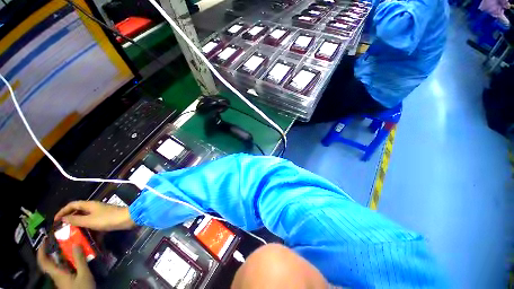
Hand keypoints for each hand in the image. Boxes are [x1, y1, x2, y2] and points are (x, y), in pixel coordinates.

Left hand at [37, 240, 94, 288]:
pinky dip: (65, 261)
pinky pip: (62, 268)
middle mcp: (56, 275)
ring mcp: (60, 278)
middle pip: (48, 263)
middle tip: (57, 241)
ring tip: (67, 246)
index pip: (44, 262)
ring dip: (59, 255)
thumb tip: (76, 243)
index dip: (41, 251)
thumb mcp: (84, 274)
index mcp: (57, 273)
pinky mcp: (65, 280)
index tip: (44, 240)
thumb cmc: (82, 287)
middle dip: (50, 251)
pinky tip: (73, 258)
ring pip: (55, 265)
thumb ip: (79, 259)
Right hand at [54, 201, 135, 230]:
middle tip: (62, 228)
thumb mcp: (89, 220)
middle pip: (78, 210)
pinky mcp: (105, 218)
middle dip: (69, 218)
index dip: (62, 211)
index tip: (55, 220)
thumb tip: (63, 218)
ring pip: (85, 217)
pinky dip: (87, 228)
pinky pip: (92, 223)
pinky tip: (84, 236)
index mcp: (89, 204)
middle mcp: (94, 207)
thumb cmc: (107, 219)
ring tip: (70, 233)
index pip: (72, 205)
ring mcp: (100, 213)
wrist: (127, 219)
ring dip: (78, 224)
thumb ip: (76, 219)